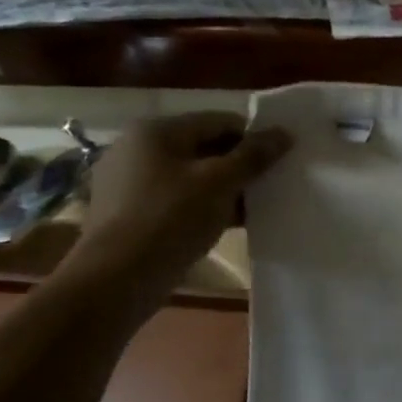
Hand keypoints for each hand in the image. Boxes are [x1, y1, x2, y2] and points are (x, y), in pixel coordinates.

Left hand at [63, 112, 290, 304]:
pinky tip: (227, 224)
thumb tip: (284, 133)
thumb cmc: (171, 219)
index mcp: (156, 130)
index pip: (220, 121)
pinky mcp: (129, 211)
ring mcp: (129, 181)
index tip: (280, 162)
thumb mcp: (221, 182)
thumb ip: (254, 155)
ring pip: (192, 175)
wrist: (116, 279)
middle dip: (240, 165)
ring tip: (253, 208)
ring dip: (224, 188)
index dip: (254, 138)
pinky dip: (203, 206)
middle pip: (205, 146)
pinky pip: (177, 198)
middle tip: (270, 186)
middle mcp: (137, 148)